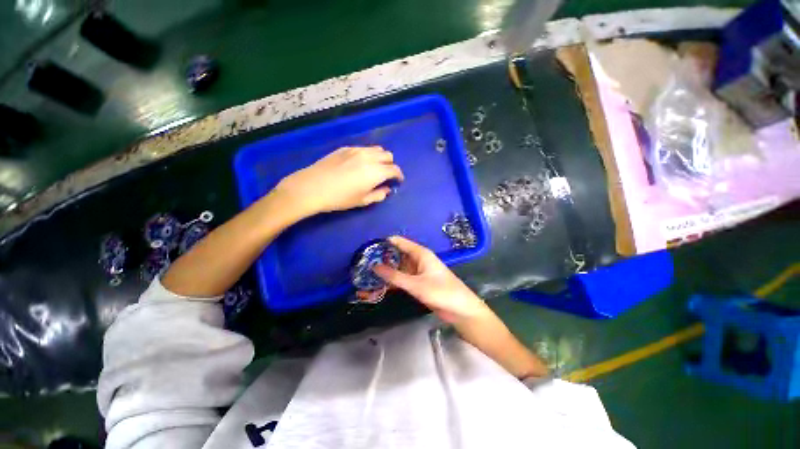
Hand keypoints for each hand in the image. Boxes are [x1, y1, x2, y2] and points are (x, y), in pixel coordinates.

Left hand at [273, 146, 403, 216]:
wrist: (312, 187)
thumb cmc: (340, 198)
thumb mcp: (362, 201)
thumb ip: (379, 195)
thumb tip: (387, 190)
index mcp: (376, 171)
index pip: (394, 169)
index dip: (399, 176)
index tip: (398, 181)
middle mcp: (369, 157)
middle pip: (387, 156)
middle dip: (390, 165)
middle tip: (385, 175)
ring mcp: (356, 150)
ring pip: (376, 149)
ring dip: (380, 158)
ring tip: (374, 168)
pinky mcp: (345, 148)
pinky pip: (363, 149)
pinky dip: (368, 155)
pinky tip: (359, 164)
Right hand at [374, 236, 487, 322]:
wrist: (460, 310)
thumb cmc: (441, 292)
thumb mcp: (416, 284)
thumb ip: (395, 276)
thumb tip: (374, 267)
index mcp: (421, 253)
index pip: (400, 242)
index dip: (385, 243)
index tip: (368, 247)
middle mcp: (419, 260)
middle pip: (398, 255)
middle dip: (383, 258)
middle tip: (364, 262)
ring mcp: (418, 272)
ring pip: (400, 268)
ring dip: (387, 270)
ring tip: (368, 273)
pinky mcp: (419, 283)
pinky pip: (403, 278)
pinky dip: (394, 281)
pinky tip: (381, 284)